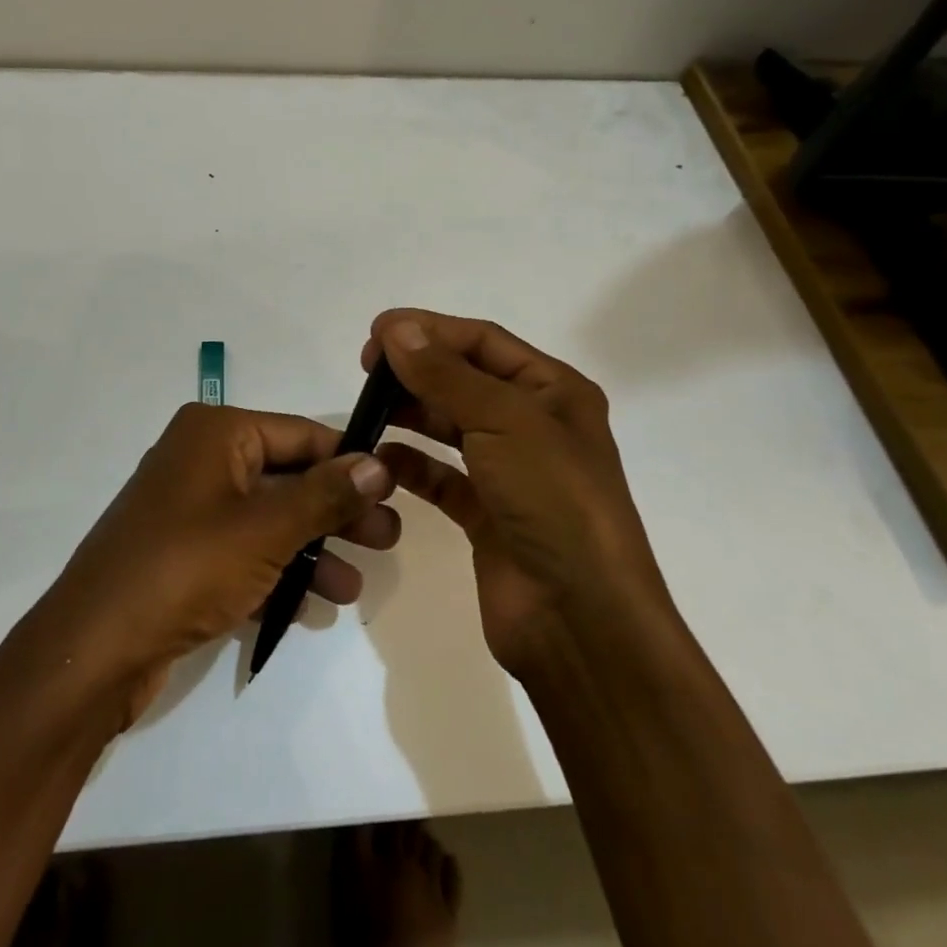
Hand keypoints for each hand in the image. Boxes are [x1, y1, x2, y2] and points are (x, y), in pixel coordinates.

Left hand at [28, 403, 398, 726]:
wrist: (94, 651)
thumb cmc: (186, 568)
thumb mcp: (266, 529)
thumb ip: (326, 495)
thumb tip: (380, 463)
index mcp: (215, 432)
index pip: (301, 433)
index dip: (350, 459)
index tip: (397, 487)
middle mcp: (201, 459)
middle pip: (287, 476)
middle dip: (337, 510)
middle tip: (388, 540)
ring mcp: (190, 509)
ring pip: (269, 518)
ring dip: (314, 548)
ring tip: (355, 586)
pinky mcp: (184, 554)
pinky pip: (245, 550)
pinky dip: (279, 570)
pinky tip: (317, 604)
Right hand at [363, 310, 672, 674]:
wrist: (581, 618)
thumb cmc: (553, 500)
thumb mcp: (503, 421)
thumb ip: (445, 373)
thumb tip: (397, 327)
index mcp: (554, 391)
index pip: (483, 341)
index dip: (430, 330)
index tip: (376, 332)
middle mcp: (534, 425)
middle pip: (465, 380)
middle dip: (417, 370)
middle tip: (366, 371)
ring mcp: (510, 472)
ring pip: (451, 427)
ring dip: (411, 414)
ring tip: (366, 410)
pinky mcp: (487, 515)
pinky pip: (442, 477)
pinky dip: (412, 465)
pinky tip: (381, 459)